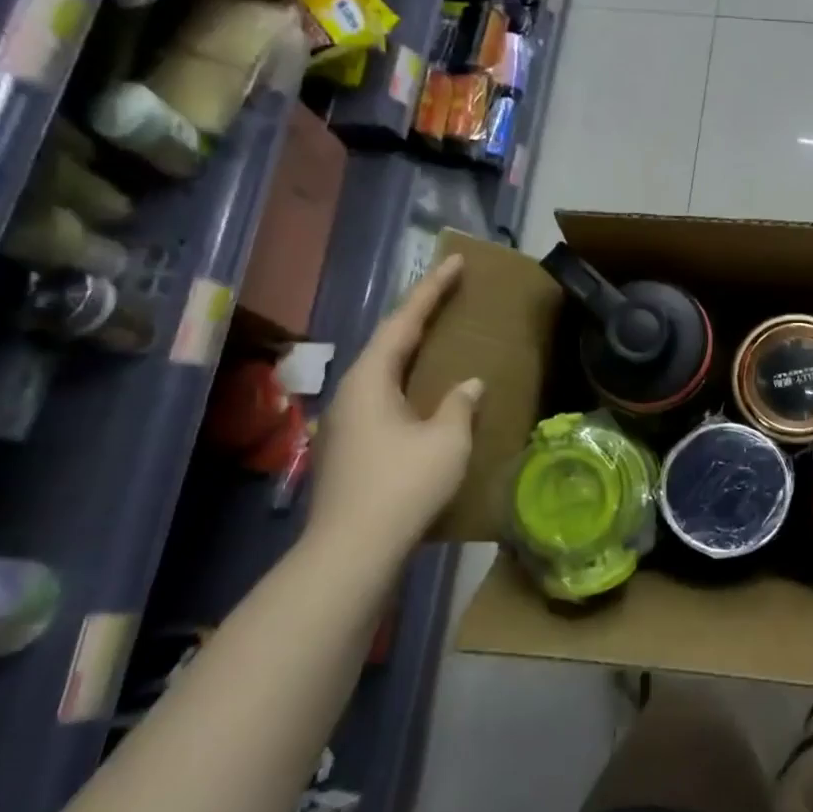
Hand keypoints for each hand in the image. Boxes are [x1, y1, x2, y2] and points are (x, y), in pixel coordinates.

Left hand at [306, 256, 482, 564]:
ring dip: (411, 353)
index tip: (454, 261)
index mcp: (370, 379)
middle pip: (388, 342)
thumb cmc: (403, 484)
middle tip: (448, 295)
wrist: (352, 550)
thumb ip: (459, 404)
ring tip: (439, 341)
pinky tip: (423, 398)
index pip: (405, 321)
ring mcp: (344, 422)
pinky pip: (381, 399)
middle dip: (419, 316)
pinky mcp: (348, 448)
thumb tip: (468, 385)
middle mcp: (351, 392)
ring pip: (382, 373)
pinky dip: (406, 384)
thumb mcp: (446, 440)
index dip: (432, 290)